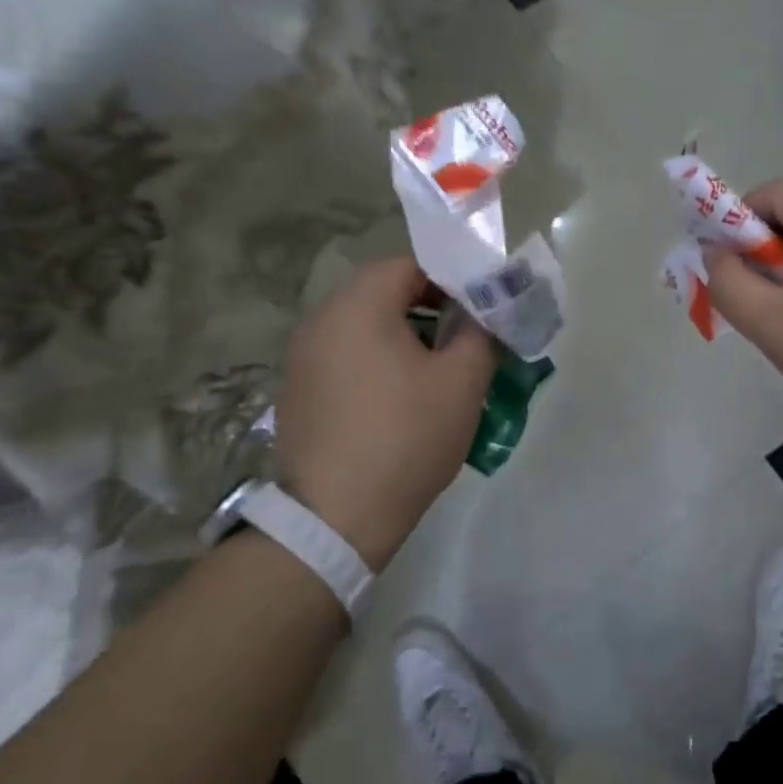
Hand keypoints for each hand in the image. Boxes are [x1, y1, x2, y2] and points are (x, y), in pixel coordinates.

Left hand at [276, 258, 497, 570]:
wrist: (337, 518)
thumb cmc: (406, 437)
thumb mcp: (462, 382)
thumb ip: (481, 333)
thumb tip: (485, 314)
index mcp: (358, 305)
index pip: (410, 265)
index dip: (451, 281)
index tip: (479, 312)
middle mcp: (321, 320)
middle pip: (383, 293)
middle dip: (430, 310)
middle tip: (464, 341)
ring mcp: (302, 358)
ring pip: (363, 327)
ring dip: (403, 337)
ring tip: (437, 373)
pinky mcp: (297, 392)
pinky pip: (345, 358)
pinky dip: (375, 363)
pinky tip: (398, 402)